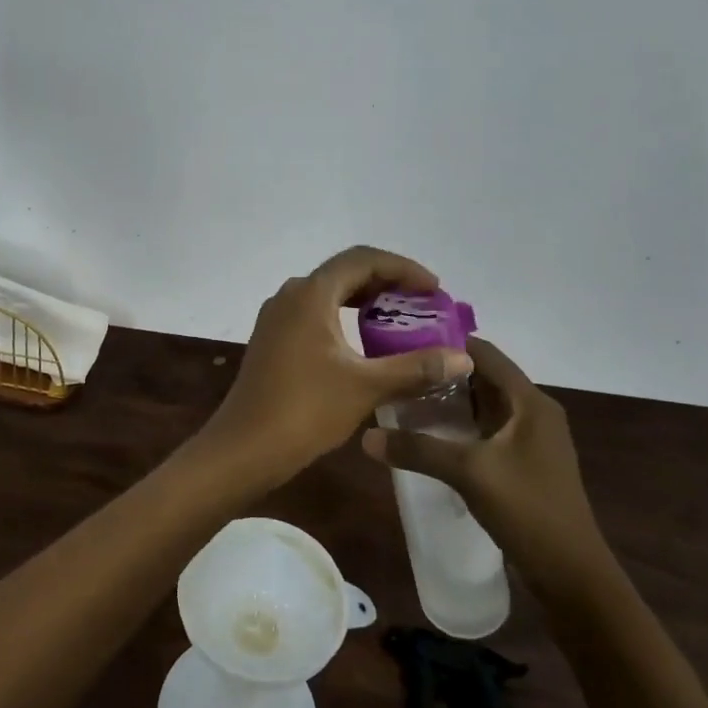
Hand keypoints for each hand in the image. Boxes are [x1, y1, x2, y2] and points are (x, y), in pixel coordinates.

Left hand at [198, 246, 475, 487]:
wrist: (245, 447)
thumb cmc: (305, 409)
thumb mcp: (367, 387)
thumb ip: (416, 368)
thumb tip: (463, 359)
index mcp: (311, 293)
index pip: (363, 259)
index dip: (403, 268)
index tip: (435, 289)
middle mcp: (291, 295)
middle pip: (345, 273)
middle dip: (387, 283)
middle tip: (423, 305)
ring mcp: (277, 317)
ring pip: (329, 294)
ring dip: (365, 301)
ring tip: (401, 321)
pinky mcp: (273, 339)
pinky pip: (315, 313)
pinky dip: (345, 318)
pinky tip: (364, 344)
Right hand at [362, 336, 611, 600]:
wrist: (572, 577)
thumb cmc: (528, 510)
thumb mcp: (469, 473)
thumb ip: (418, 450)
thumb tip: (366, 437)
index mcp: (530, 402)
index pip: (485, 353)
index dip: (447, 342)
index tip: (404, 339)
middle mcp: (533, 412)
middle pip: (482, 377)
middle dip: (441, 372)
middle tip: (396, 369)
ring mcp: (530, 440)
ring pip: (482, 406)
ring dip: (448, 401)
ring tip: (403, 397)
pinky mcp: (523, 463)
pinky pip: (485, 431)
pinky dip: (458, 426)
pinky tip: (427, 435)